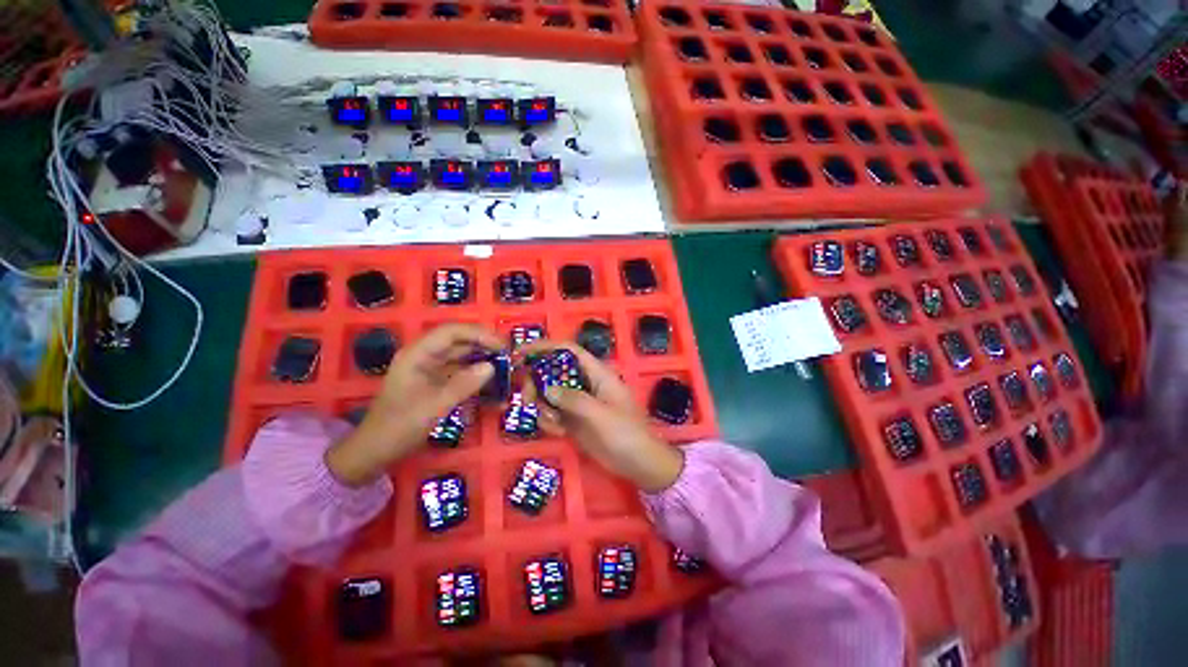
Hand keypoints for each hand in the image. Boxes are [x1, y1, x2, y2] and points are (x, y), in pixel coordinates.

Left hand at [327, 323, 501, 485]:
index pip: (451, 332)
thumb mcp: (433, 407)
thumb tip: (491, 367)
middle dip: (484, 345)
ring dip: (483, 359)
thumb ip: (463, 385)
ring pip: (462, 356)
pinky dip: (477, 375)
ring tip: (505, 365)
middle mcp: (425, 356)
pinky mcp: (436, 382)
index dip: (479, 334)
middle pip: (459, 341)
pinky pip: (461, 372)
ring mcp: (431, 369)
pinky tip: (492, 381)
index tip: (502, 345)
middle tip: (509, 355)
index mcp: (417, 354)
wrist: (375, 452)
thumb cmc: (399, 427)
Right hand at [518, 341, 683, 492]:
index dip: (545, 347)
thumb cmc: (626, 434)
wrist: (638, 464)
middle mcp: (585, 384)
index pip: (568, 351)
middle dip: (537, 383)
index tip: (520, 354)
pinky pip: (553, 414)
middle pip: (553, 371)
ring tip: (555, 424)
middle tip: (528, 400)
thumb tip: (547, 388)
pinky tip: (559, 433)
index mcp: (597, 374)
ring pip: (550, 394)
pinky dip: (549, 421)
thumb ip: (574, 400)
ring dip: (543, 407)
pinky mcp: (574, 420)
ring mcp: (579, 402)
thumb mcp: (601, 415)